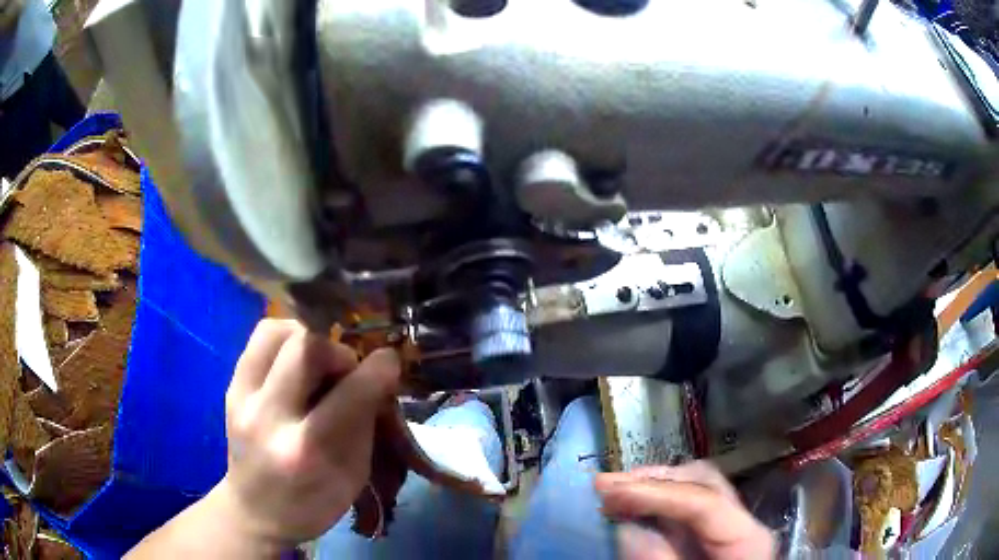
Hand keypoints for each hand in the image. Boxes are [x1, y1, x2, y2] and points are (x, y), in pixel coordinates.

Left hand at [213, 319, 399, 549]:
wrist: (255, 511)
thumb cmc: (312, 504)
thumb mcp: (352, 477)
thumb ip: (364, 424)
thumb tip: (377, 377)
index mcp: (306, 452)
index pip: (348, 395)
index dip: (377, 370)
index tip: (390, 360)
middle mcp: (268, 418)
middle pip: (304, 347)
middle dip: (337, 350)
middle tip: (347, 370)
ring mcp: (241, 398)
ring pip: (276, 331)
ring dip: (307, 337)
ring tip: (319, 361)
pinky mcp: (230, 387)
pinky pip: (259, 340)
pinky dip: (286, 339)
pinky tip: (296, 361)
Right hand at [595, 461, 775, 559]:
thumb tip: (628, 532)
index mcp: (746, 537)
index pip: (703, 499)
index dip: (656, 492)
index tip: (611, 491)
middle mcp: (737, 522)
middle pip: (701, 481)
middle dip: (651, 480)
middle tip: (607, 484)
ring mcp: (725, 527)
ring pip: (691, 490)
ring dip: (649, 488)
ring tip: (611, 492)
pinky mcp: (709, 537)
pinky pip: (682, 513)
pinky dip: (653, 507)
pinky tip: (629, 509)